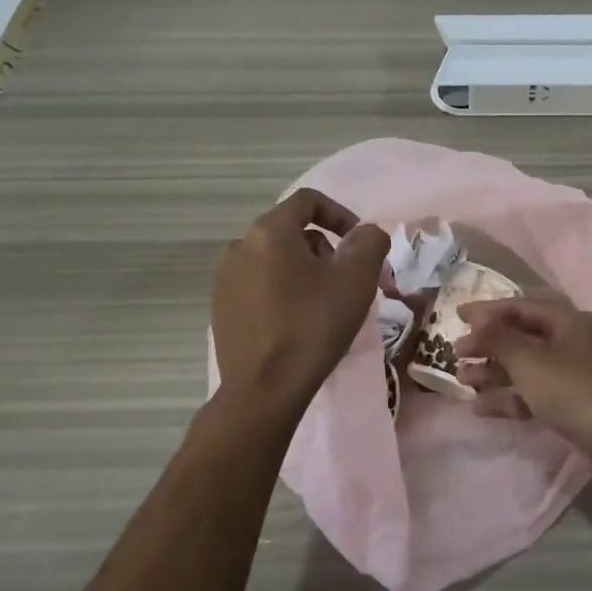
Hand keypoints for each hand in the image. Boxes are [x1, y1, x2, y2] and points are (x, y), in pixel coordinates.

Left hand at [212, 188, 387, 405]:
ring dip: (304, 270)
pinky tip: (297, 322)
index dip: (341, 214)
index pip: (308, 201)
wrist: (264, 390)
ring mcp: (225, 279)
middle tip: (347, 280)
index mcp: (268, 231)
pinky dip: (282, 291)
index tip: (360, 244)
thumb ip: (370, 242)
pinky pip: (259, 285)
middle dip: (325, 248)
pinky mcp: (221, 308)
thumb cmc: (313, 325)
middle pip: (291, 231)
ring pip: (275, 259)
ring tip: (324, 303)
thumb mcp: (356, 279)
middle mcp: (239, 246)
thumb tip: (366, 233)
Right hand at [455, 294, 591, 458]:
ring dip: (494, 372)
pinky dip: (510, 396)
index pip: (521, 306)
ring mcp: (573, 372)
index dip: (487, 310)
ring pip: (526, 365)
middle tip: (457, 354)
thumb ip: (498, 337)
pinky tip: (481, 408)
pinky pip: (534, 390)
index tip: (457, 316)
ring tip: (463, 382)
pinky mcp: (572, 400)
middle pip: (522, 336)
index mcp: (568, 321)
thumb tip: (478, 319)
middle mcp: (572, 340)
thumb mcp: (528, 360)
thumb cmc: (569, 389)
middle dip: (488, 345)